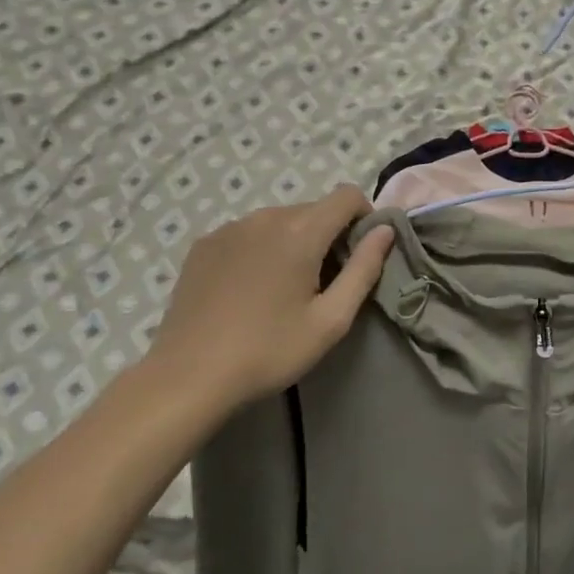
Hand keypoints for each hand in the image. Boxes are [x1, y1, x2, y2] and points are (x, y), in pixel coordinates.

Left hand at [140, 187, 395, 427]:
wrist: (188, 377)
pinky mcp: (204, 245)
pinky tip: (251, 289)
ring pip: (279, 220)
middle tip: (325, 283)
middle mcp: (264, 217)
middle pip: (313, 209)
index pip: (346, 196)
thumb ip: (364, 269)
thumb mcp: (331, 320)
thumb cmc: (269, 351)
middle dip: (329, 235)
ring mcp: (229, 228)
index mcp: (300, 232)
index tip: (360, 254)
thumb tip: (385, 231)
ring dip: (294, 241)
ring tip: (285, 288)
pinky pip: (248, 233)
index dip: (364, 217)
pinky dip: (262, 248)